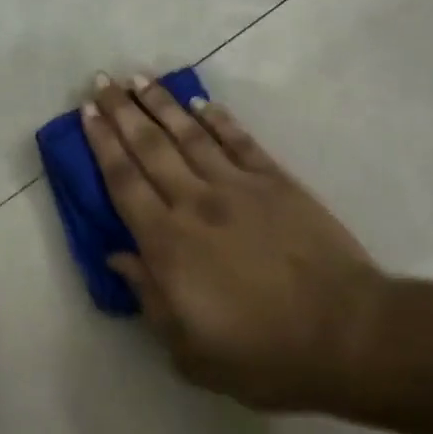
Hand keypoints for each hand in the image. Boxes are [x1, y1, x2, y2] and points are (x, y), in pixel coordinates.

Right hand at [81, 74, 383, 411]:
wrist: (346, 334)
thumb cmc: (264, 354)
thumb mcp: (191, 352)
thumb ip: (149, 299)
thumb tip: (117, 256)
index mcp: (168, 244)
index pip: (123, 182)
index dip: (101, 144)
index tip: (86, 114)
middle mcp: (195, 202)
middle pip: (149, 146)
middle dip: (121, 111)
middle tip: (101, 81)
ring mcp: (237, 186)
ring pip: (188, 134)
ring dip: (161, 103)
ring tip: (138, 78)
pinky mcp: (274, 180)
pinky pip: (238, 140)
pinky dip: (217, 118)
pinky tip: (200, 102)